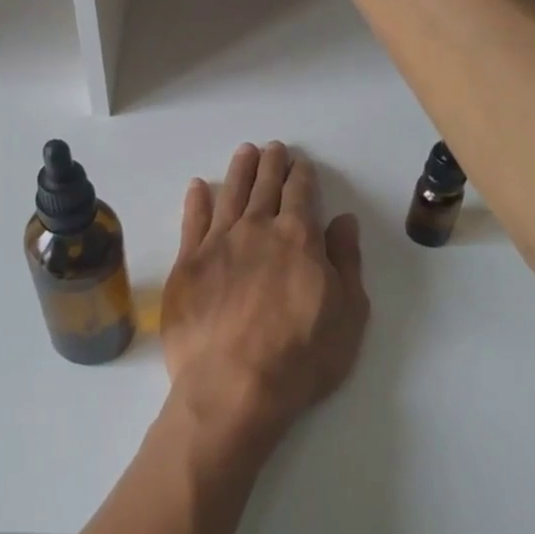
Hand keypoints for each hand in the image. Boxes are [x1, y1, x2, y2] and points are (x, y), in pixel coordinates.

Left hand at [160, 142, 369, 472]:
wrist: (233, 385)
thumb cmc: (301, 357)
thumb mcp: (348, 314)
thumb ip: (345, 261)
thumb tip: (343, 221)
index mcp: (298, 238)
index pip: (301, 194)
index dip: (301, 175)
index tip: (300, 163)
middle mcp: (256, 229)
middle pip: (264, 186)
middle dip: (271, 164)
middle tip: (272, 148)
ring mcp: (217, 243)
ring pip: (229, 194)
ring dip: (238, 170)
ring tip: (244, 152)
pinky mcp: (186, 264)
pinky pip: (192, 222)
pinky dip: (196, 201)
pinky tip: (198, 187)